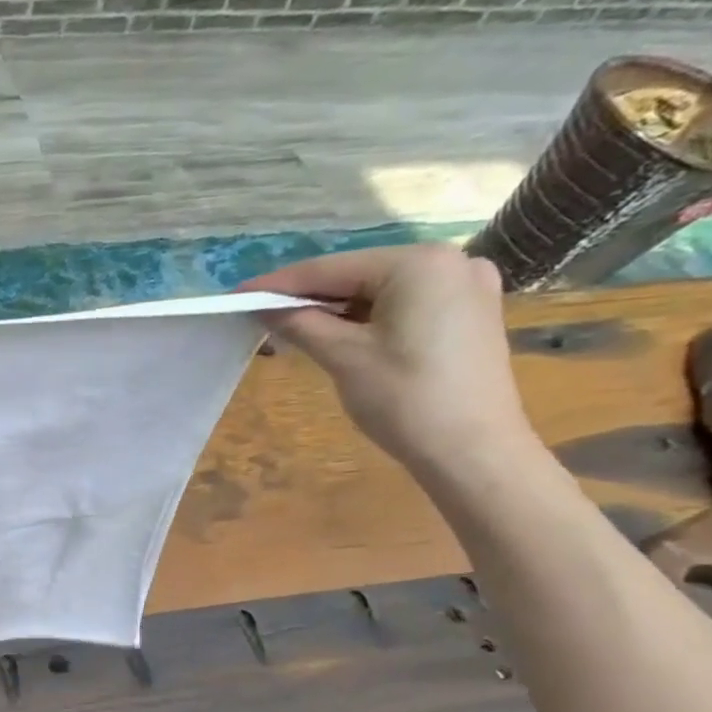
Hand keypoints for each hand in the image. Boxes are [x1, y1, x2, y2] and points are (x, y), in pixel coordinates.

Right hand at [244, 244, 534, 477]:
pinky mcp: (470, 312)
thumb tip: (261, 307)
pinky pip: (406, 303)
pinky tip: (343, 334)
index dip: (279, 284)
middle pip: (359, 274)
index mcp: (419, 263)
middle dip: (310, 296)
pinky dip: (369, 316)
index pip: (331, 269)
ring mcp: (467, 285)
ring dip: (337, 308)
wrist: (472, 450)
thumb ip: (300, 323)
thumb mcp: (343, 357)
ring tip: (295, 327)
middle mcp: (450, 260)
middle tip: (261, 314)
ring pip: (381, 289)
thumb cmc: (405, 399)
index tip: (238, 294)